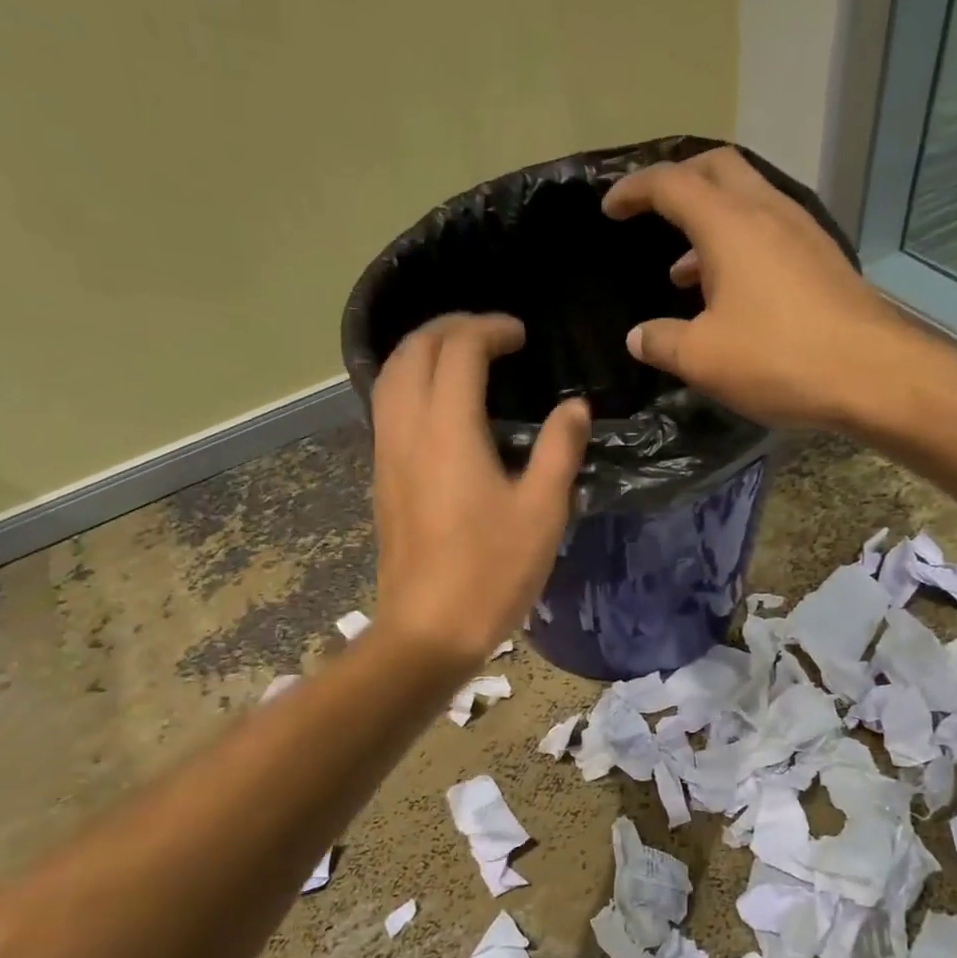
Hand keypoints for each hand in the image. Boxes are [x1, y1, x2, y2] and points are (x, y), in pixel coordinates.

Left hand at [369, 313, 589, 670]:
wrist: (429, 629)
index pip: (458, 350)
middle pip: (413, 351)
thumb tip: (574, 406)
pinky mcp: (382, 479)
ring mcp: (387, 455)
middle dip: (449, 327)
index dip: (489, 329)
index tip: (521, 335)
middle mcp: (407, 430)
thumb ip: (560, 449)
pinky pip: (387, 407)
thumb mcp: (543, 510)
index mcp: (448, 430)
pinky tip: (440, 404)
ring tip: (463, 356)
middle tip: (490, 334)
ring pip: (390, 377)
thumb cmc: (493, 571)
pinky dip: (411, 383)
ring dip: (423, 351)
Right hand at [602, 147, 917, 430]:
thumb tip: (637, 337)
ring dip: (710, 222)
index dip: (634, 190)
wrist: (873, 374)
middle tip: (652, 212)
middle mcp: (768, 212)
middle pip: (717, 169)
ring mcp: (802, 232)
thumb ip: (662, 342)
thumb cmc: (777, 358)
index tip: (610, 207)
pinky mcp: (822, 260)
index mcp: (729, 224)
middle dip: (679, 182)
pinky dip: (739, 246)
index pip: (672, 184)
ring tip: (682, 272)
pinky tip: (730, 295)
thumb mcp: (703, 358)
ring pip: (747, 201)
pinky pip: (770, 232)